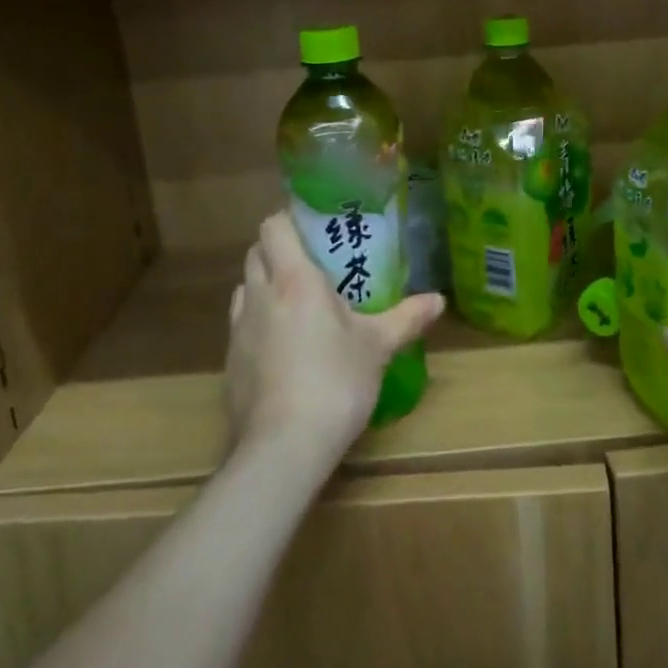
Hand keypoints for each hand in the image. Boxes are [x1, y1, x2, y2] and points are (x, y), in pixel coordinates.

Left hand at [226, 213, 444, 467]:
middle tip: (313, 264)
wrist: (284, 447)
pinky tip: (283, 348)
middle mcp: (259, 295)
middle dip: (279, 250)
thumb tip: (439, 299)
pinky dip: (258, 323)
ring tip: (297, 304)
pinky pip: (241, 325)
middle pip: (256, 253)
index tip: (313, 227)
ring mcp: (238, 330)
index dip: (289, 219)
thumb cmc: (336, 382)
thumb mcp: (378, 347)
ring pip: (245, 288)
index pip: (274, 226)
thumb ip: (407, 318)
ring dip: (265, 286)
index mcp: (294, 280)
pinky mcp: (229, 363)